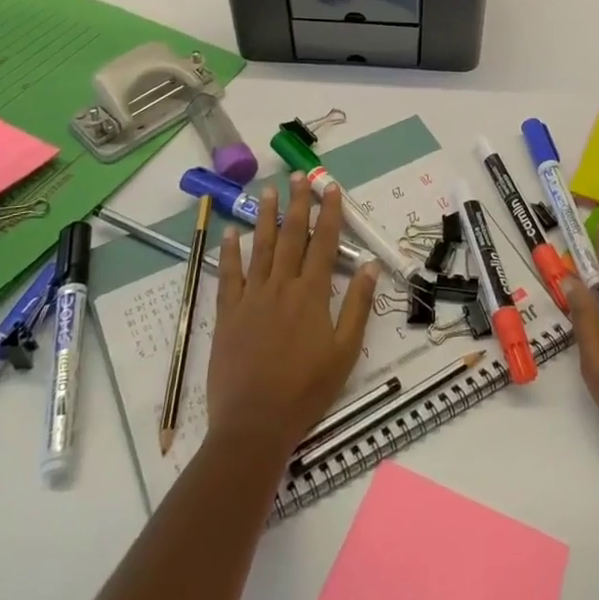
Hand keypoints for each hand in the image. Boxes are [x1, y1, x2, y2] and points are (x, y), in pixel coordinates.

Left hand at [205, 177, 381, 461]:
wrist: (255, 423)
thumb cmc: (307, 390)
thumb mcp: (345, 351)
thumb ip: (357, 306)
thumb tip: (370, 266)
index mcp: (312, 294)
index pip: (324, 243)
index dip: (330, 213)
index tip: (332, 188)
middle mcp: (281, 286)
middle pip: (291, 235)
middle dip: (298, 203)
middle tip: (299, 176)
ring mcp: (251, 297)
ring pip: (260, 247)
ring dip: (265, 216)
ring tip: (268, 191)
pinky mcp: (228, 313)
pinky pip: (229, 275)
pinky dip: (230, 252)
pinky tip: (232, 233)